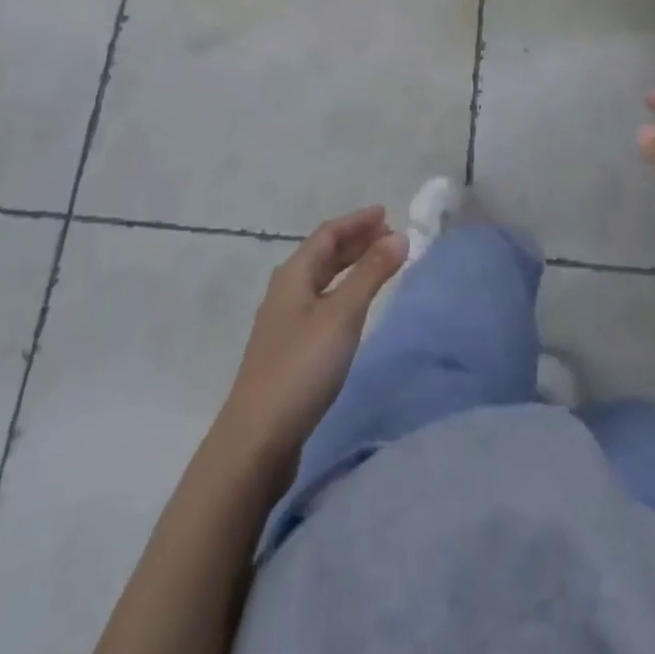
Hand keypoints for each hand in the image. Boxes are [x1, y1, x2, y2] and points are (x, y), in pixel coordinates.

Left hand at [220, 207, 406, 467]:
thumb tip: (399, 235)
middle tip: (390, 236)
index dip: (357, 221)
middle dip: (355, 241)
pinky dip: (343, 293)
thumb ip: (371, 274)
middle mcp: (285, 292)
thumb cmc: (301, 368)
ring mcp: (284, 323)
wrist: (256, 440)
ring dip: (350, 267)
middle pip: (322, 255)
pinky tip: (354, 309)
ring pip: (321, 281)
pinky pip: (321, 304)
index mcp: (293, 275)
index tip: (387, 213)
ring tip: (379, 265)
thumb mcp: (342, 315)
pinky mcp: (288, 352)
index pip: (327, 234)